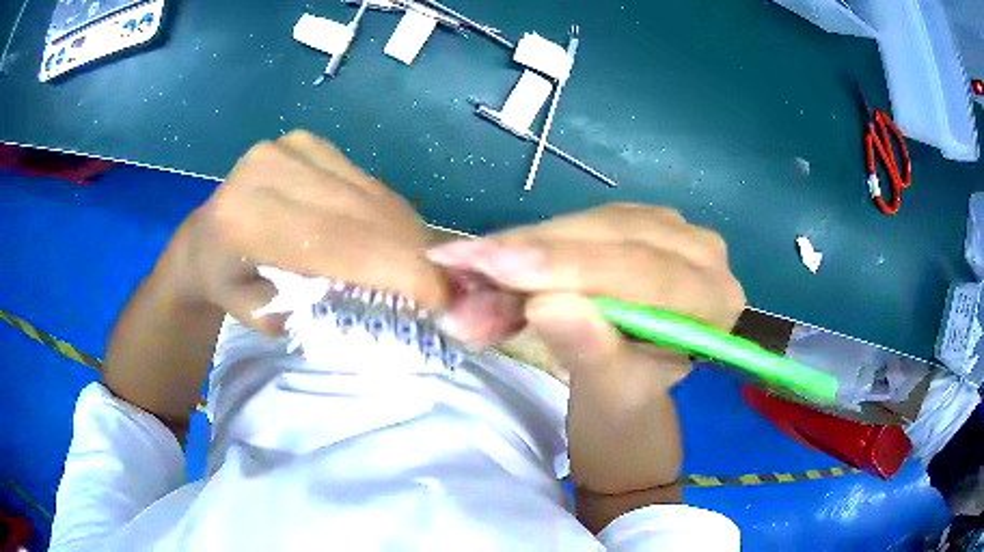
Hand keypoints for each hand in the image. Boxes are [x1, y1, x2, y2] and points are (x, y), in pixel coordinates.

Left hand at [173, 131, 446, 331]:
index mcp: (245, 219)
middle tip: (447, 285)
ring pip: (369, 194)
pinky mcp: (310, 142)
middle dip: (410, 252)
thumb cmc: (228, 284)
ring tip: (428, 266)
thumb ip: (316, 311)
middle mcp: (269, 169)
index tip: (441, 297)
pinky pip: (364, 182)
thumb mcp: (263, 318)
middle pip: (359, 212)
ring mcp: (292, 148)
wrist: (205, 237)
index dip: (394, 267)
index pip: (334, 241)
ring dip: (405, 233)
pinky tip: (398, 238)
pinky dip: (388, 214)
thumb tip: (386, 302)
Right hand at [428, 204, 744, 496]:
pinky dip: (526, 244)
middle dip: (529, 255)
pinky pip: (574, 223)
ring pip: (583, 225)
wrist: (628, 382)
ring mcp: (666, 227)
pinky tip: (487, 259)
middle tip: (459, 264)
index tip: (496, 267)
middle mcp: (700, 250)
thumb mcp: (612, 390)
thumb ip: (590, 350)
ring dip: (518, 249)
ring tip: (463, 268)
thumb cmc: (628, 397)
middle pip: (609, 239)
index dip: (567, 267)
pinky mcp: (630, 220)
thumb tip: (546, 304)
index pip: (643, 272)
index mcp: (714, 298)